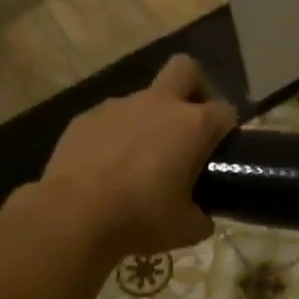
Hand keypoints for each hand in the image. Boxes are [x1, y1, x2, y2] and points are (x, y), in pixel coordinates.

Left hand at [39, 54, 237, 253]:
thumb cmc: (142, 218)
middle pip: (185, 70)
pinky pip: (110, 120)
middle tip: (188, 126)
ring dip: (148, 121)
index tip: (220, 152)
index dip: (226, 129)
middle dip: (193, 89)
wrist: (73, 216)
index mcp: (194, 125)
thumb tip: (202, 216)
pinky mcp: (85, 118)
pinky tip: (106, 167)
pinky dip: (115, 136)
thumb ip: (202, 216)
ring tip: (139, 161)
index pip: (225, 111)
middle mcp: (159, 105)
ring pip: (143, 99)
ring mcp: (119, 107)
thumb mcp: (187, 229)